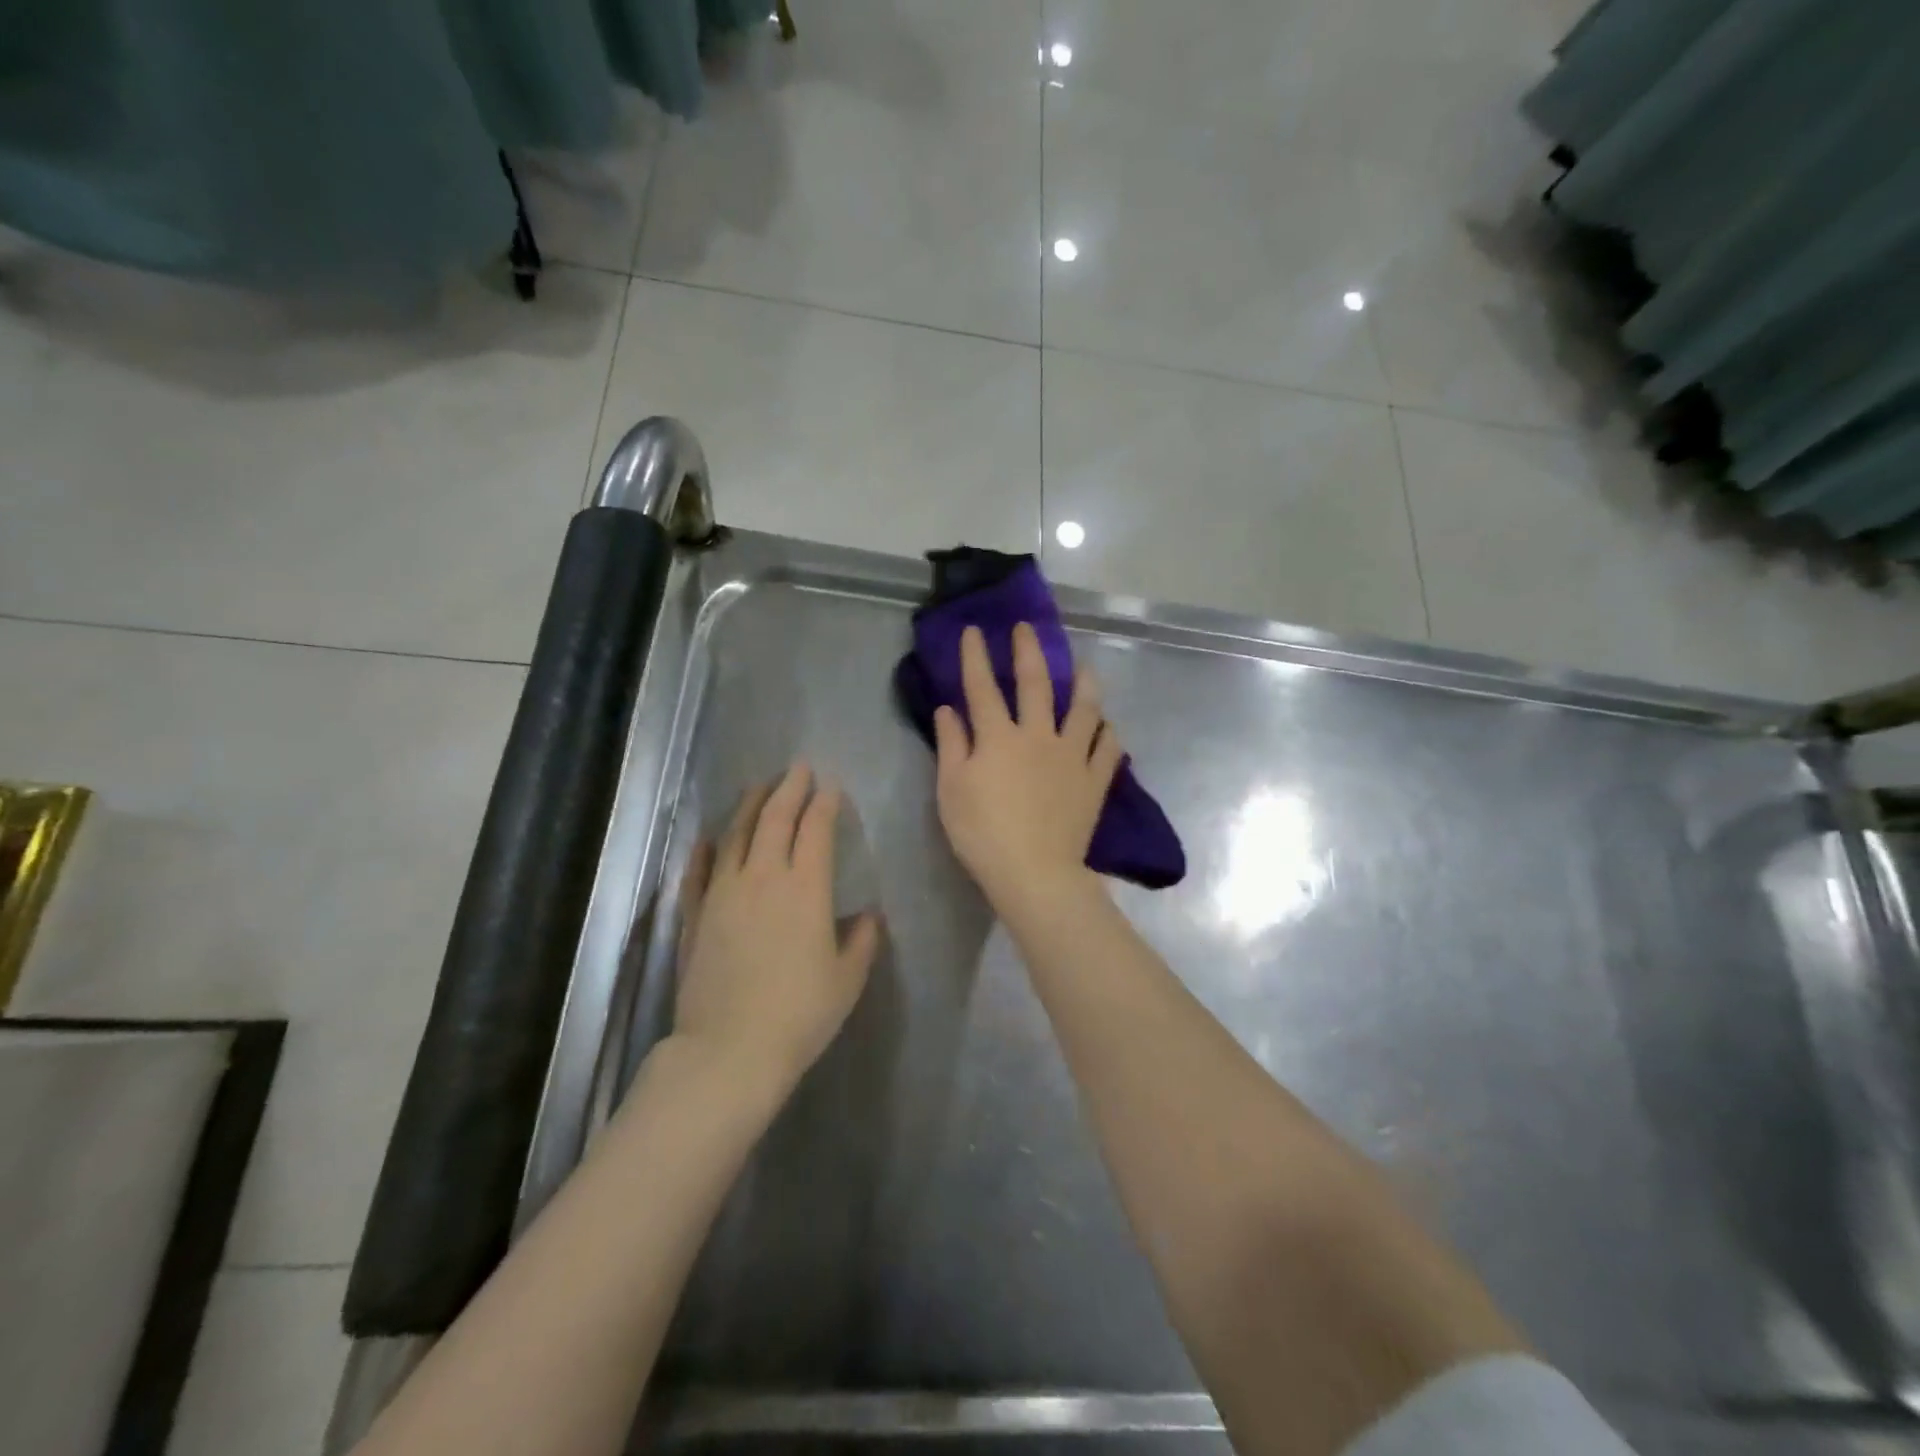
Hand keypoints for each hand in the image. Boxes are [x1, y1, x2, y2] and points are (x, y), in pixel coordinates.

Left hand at [674, 763, 880, 1093]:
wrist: (730, 1051)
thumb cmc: (800, 1014)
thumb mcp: (847, 980)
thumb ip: (863, 941)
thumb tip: (869, 916)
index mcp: (806, 889)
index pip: (816, 830)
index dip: (824, 804)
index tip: (831, 787)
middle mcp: (762, 878)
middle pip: (774, 819)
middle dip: (789, 788)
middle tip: (798, 768)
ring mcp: (722, 894)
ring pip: (735, 835)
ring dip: (749, 806)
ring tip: (759, 787)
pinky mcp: (694, 916)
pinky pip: (698, 872)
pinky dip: (705, 850)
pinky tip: (709, 837)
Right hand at [933, 623, 1123, 911]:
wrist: (1034, 872)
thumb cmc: (982, 833)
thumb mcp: (951, 790)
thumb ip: (951, 745)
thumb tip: (948, 709)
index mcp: (998, 737)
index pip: (982, 687)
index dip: (976, 657)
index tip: (975, 630)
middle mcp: (1038, 735)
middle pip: (1036, 684)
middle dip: (1029, 651)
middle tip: (1028, 628)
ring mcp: (1071, 756)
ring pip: (1083, 709)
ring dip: (1083, 683)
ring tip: (1083, 667)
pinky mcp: (1094, 780)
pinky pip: (1107, 748)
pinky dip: (1108, 733)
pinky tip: (1107, 726)